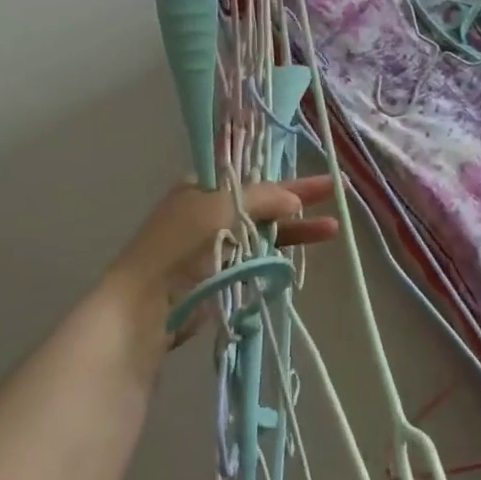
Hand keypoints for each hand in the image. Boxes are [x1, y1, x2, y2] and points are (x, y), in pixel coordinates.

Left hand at [97, 175, 339, 356]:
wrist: (144, 305)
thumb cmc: (179, 245)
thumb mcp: (221, 208)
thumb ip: (261, 199)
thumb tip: (294, 199)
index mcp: (201, 187)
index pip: (250, 174)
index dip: (284, 175)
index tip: (315, 176)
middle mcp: (209, 211)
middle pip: (263, 202)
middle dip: (299, 199)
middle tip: (336, 192)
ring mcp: (216, 245)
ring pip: (264, 231)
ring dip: (297, 229)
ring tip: (333, 229)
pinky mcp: (222, 275)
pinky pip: (258, 257)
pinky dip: (281, 253)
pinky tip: (304, 253)